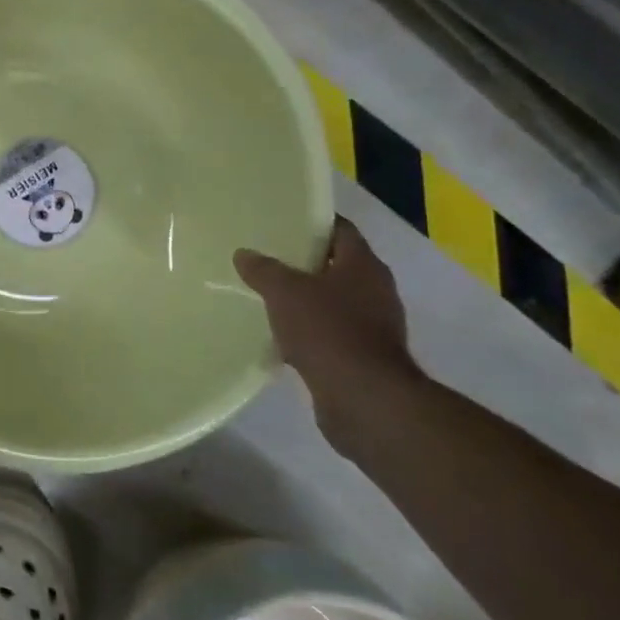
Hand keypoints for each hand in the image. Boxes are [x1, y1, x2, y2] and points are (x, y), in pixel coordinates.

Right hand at [235, 219, 416, 446]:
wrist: (363, 399)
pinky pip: (331, 332)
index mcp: (364, 266)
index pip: (340, 230)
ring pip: (333, 301)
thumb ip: (263, 269)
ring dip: (306, 298)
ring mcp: (374, 326)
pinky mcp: (364, 356)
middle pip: (337, 265)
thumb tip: (244, 253)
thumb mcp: (284, 291)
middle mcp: (375, 291)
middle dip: (304, 262)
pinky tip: (280, 333)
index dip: (313, 223)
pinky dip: (309, 330)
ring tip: (267, 294)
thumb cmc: (327, 330)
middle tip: (266, 256)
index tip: (282, 220)